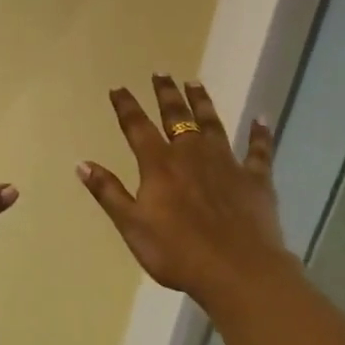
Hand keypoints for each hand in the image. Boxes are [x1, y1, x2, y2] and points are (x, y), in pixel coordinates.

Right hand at [78, 75, 290, 312]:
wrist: (238, 272)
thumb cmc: (178, 252)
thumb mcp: (132, 226)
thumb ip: (108, 192)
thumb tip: (82, 162)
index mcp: (159, 165)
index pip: (137, 127)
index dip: (126, 106)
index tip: (118, 88)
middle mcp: (191, 154)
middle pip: (176, 116)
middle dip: (166, 94)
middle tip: (161, 72)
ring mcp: (226, 163)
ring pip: (212, 124)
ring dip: (202, 102)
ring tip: (195, 83)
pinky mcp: (255, 179)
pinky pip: (259, 151)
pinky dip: (260, 134)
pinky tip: (261, 119)